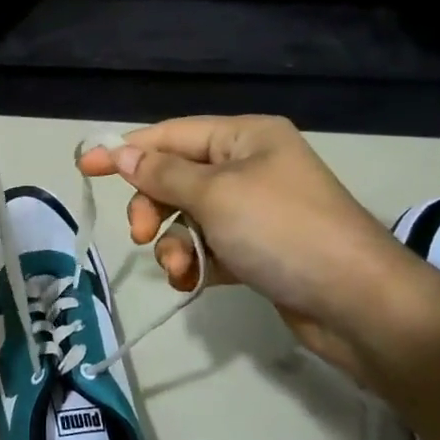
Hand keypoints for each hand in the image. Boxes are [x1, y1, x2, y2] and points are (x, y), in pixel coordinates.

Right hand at [78, 116, 420, 381]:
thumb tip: (120, 152)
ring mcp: (254, 210)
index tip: (83, 165)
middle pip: (176, 178)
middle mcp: (249, 167)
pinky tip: (194, 282)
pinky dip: (195, 263)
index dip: (125, 150)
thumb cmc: (283, 232)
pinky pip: (208, 247)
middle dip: (153, 207)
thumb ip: (162, 174)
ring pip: (188, 217)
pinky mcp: (257, 250)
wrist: (356, 303)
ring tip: (180, 268)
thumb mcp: (216, 195)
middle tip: (139, 235)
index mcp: (245, 138)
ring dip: (173, 243)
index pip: (171, 135)